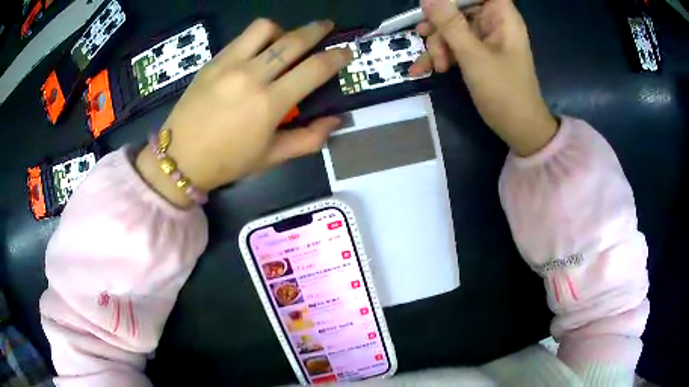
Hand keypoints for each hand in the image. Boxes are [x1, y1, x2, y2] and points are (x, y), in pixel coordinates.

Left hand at [136, 19, 352, 206]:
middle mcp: (252, 76)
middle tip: (328, 27)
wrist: (179, 157)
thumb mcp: (272, 157)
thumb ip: (309, 139)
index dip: (337, 57)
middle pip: (294, 40)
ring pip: (266, 28)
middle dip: (317, 30)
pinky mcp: (213, 61)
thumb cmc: (227, 162)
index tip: (346, 52)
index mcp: (269, 104)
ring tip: (285, 41)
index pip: (314, 69)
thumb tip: (335, 120)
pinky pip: (243, 37)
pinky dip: (259, 37)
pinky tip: (259, 49)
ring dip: (284, 30)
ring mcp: (229, 64)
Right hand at [409, 0, 557, 155]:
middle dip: (440, 24)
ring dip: (437, 43)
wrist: (518, 129)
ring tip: (434, 65)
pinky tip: (426, 69)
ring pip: (452, 26)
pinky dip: (441, 55)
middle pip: (458, 7)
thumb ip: (450, 23)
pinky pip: (454, 44)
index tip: (434, 6)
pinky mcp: (478, 53)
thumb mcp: (473, 55)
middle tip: (428, 41)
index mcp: (501, 16)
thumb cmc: (504, 91)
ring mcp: (484, 38)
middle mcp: (493, 22)